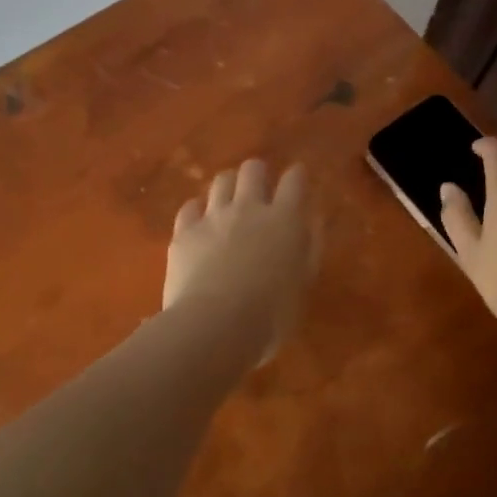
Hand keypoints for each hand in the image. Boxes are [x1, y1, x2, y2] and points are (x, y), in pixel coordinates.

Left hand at [164, 159, 316, 362]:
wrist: (213, 326)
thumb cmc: (270, 316)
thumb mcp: (303, 285)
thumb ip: (309, 248)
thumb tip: (311, 223)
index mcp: (284, 220)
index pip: (294, 181)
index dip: (297, 175)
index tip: (297, 177)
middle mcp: (249, 208)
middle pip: (253, 169)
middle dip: (258, 173)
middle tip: (260, 188)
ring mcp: (213, 216)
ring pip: (221, 180)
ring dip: (228, 186)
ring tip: (229, 200)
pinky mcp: (185, 231)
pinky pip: (190, 206)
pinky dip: (197, 210)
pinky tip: (200, 221)